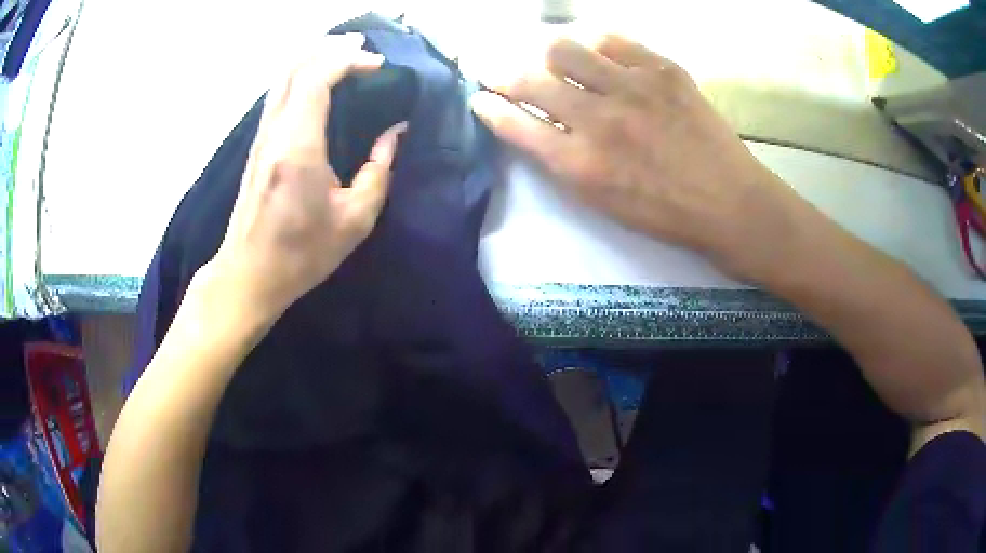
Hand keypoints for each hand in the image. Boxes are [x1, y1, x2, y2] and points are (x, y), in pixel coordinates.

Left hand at [206, 34, 406, 317]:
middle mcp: (275, 131)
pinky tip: (319, 80)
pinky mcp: (257, 145)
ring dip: (313, 57)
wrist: (248, 273)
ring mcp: (261, 136)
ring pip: (283, 76)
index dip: (349, 60)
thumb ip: (379, 170)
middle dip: (330, 47)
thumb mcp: (355, 220)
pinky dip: (301, 75)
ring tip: (344, 53)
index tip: (378, 66)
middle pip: (296, 66)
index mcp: (298, 146)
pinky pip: (279, 93)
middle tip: (362, 45)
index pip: (318, 77)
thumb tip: (394, 133)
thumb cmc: (301, 253)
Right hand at [470, 35, 801, 280]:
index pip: (514, 124)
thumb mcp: (602, 203)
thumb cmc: (664, 213)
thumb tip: (533, 127)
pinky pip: (614, 41)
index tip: (478, 97)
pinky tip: (598, 53)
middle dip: (502, 73)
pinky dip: (597, 45)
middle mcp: (598, 120)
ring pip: (565, 50)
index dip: (489, 107)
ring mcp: (632, 88)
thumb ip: (562, 164)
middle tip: (496, 69)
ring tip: (551, 59)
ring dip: (546, 53)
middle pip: (530, 80)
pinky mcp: (663, 70)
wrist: (729, 202)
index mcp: (579, 164)